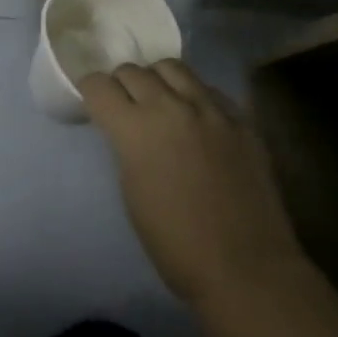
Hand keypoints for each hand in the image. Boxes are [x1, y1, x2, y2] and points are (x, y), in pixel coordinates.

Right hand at [80, 59, 303, 309]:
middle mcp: (171, 107)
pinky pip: (208, 89)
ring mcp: (210, 109)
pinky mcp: (241, 119)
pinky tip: (197, 118)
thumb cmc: (175, 243)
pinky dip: (193, 95)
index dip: (90, 92)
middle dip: (121, 85)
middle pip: (133, 70)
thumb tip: (127, 128)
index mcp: (136, 129)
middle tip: (125, 106)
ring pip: (172, 68)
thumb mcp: (132, 190)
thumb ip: (126, 146)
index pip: (98, 85)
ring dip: (157, 80)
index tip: (94, 105)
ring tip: (161, 102)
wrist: (246, 268)